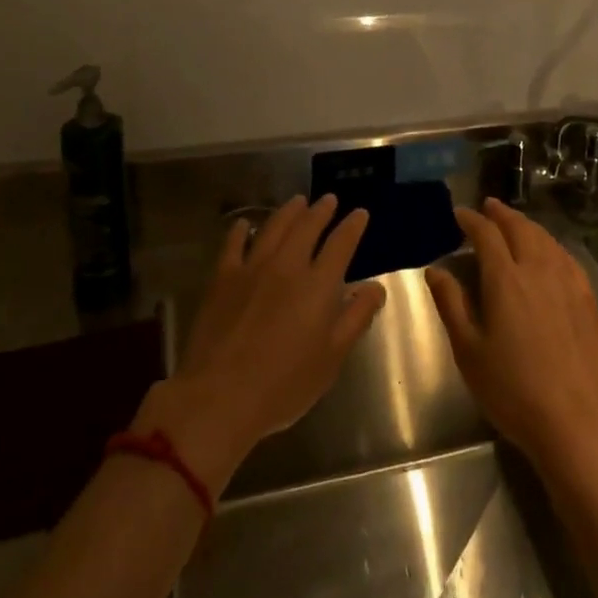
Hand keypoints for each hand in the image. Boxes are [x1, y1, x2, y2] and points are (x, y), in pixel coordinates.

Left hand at [134, 194, 386, 494]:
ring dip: (289, 212)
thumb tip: (376, 287)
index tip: (360, 213)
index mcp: (318, 284)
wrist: (220, 397)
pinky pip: (233, 244)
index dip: (352, 225)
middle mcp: (287, 265)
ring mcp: (252, 268)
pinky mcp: (222, 278)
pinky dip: (240, 230)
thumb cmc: (284, 384)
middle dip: (321, 210)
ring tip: (297, 201)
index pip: (341, 243)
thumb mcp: (332, 358)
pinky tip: (244, 224)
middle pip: (307, 226)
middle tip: (329, 199)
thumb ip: (357, 317)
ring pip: (274, 227)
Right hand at [425, 198, 597, 482]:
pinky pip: (566, 257)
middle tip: (488, 207)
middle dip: (501, 214)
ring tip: (515, 223)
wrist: (576, 422)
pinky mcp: (588, 299)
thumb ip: (452, 304)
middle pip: (519, 228)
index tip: (459, 214)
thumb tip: (435, 270)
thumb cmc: (513, 391)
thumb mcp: (469, 352)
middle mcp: (538, 269)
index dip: (471, 220)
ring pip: (545, 239)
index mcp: (505, 279)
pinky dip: (551, 245)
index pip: (486, 234)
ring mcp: (567, 282)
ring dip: (526, 225)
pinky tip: (549, 252)